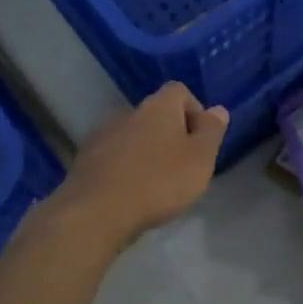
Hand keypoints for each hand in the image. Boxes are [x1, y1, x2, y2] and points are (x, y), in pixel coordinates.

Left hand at [54, 83, 228, 242]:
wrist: (96, 212)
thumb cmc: (159, 182)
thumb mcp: (200, 158)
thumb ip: (211, 131)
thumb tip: (218, 109)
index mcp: (158, 106)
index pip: (179, 91)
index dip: (194, 111)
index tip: (201, 140)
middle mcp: (128, 112)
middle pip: (156, 114)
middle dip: (170, 135)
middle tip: (182, 166)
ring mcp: (102, 135)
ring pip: (133, 136)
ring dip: (146, 152)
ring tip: (155, 184)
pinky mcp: (84, 160)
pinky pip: (113, 156)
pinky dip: (125, 168)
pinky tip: (130, 193)